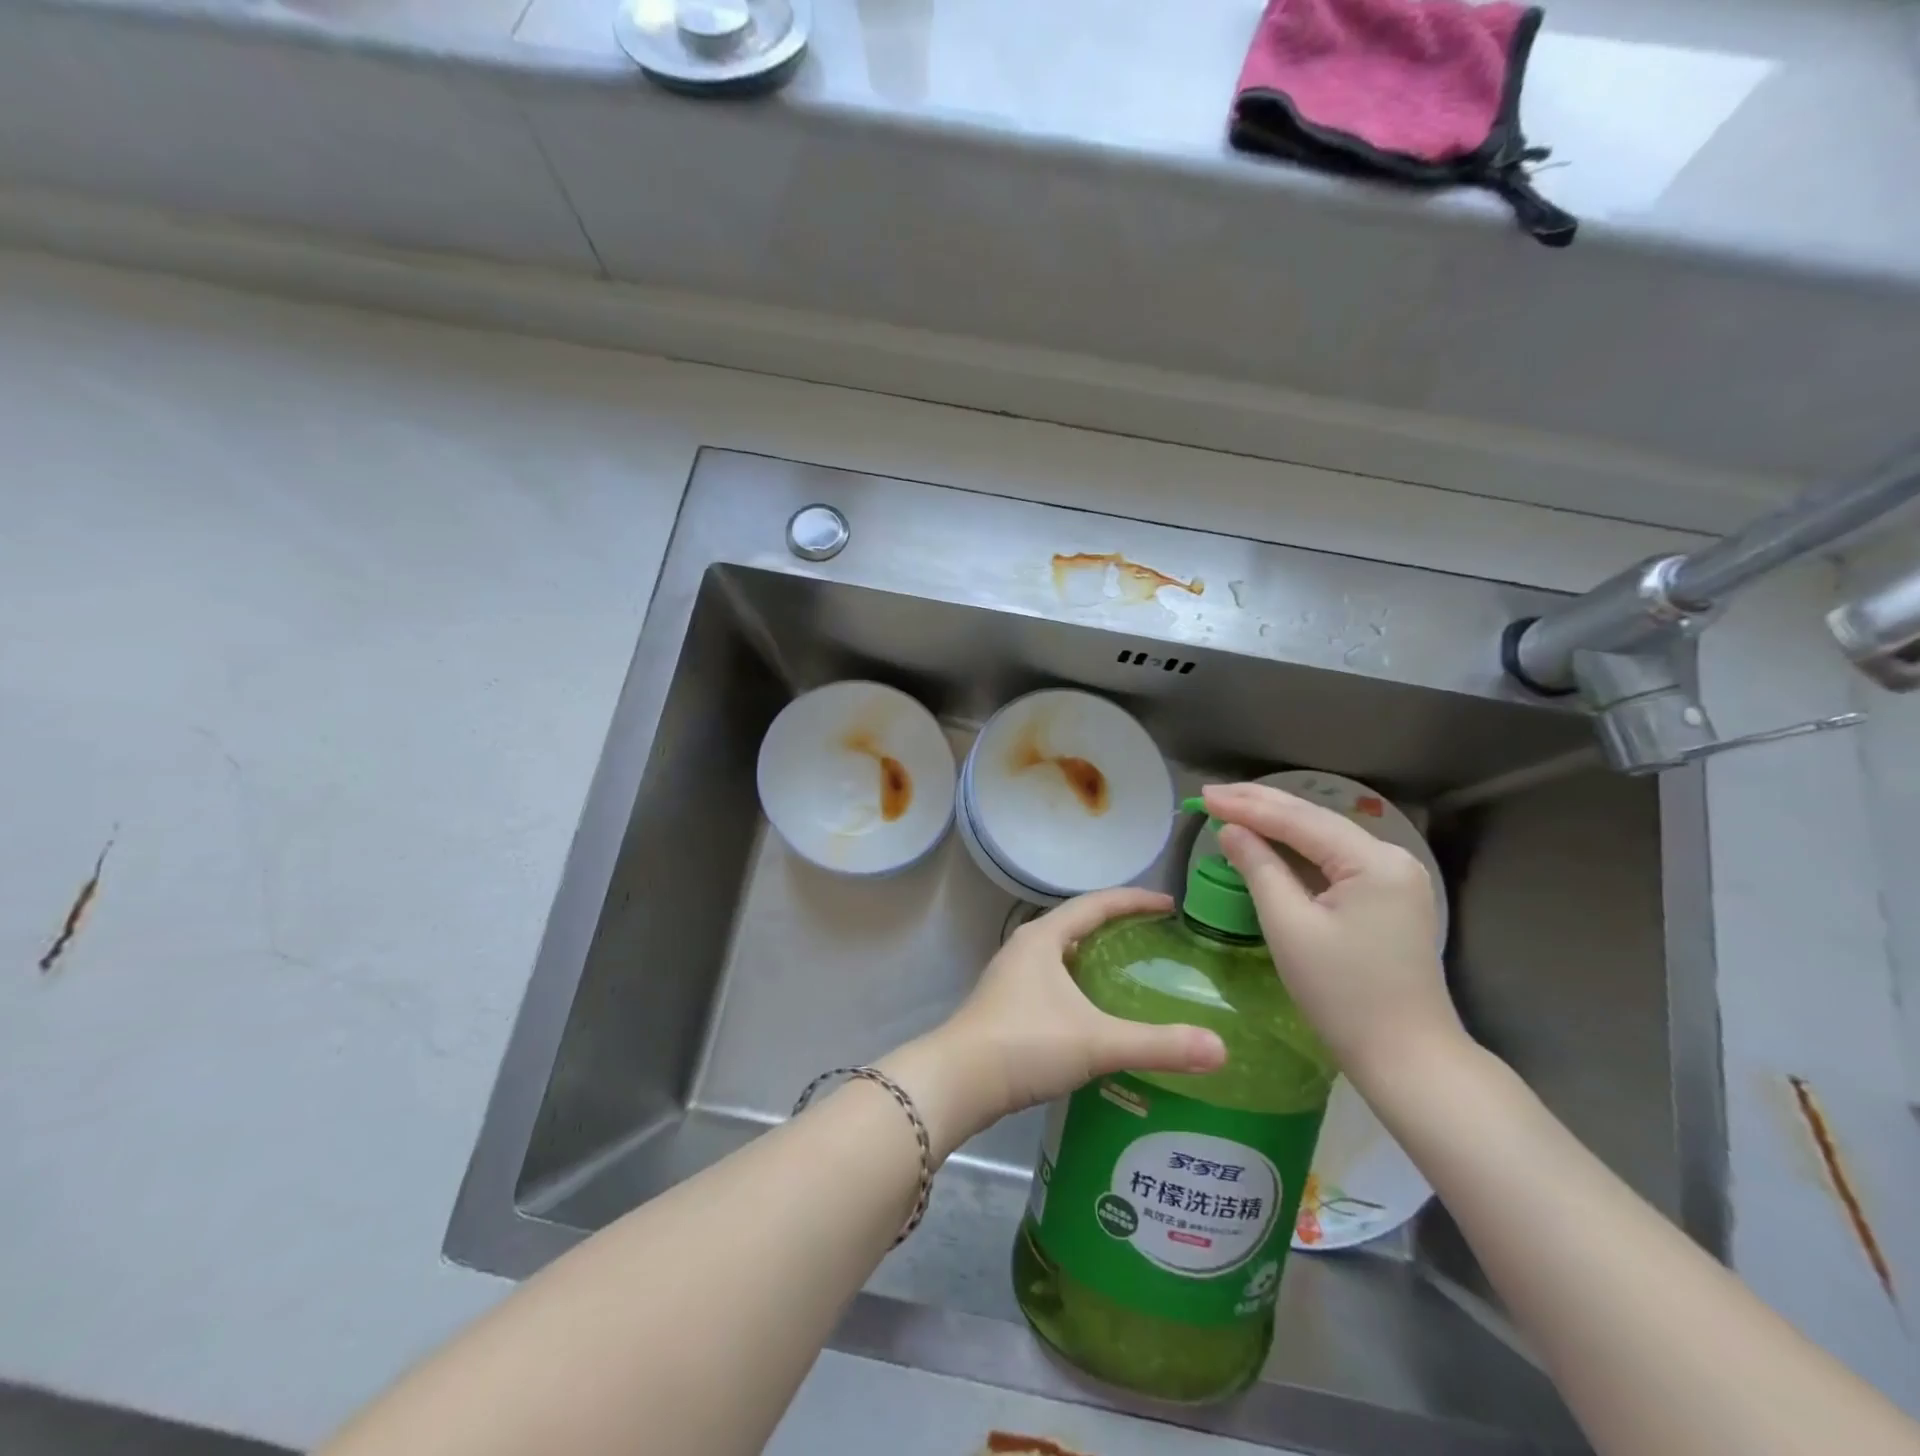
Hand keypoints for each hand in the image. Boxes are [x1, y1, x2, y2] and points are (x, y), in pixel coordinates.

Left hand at [885, 888, 1226, 1159]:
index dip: (1134, 900)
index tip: (1170, 904)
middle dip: (1116, 923)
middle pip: (1078, 923)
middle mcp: (1026, 947)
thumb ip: (1158, 1045)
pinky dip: (1080, 980)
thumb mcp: (1097, 1041)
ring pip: (1063, 952)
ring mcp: (1012, 976)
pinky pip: (1052, 978)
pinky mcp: (1006, 1004)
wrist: (957, 1082)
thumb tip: (1220, 1049)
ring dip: (1095, 953)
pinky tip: (1095, 1009)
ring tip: (1132, 967)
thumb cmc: (1025, 1044)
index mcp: (1044, 937)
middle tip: (1157, 936)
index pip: (1096, 904)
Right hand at [1202, 782, 1467, 1084]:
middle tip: (1211, 796)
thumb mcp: (1289, 926)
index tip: (1204, 797)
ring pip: (1324, 838)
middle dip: (1260, 806)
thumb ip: (1259, 868)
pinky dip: (1297, 849)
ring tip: (1231, 807)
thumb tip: (1231, 831)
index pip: (1299, 821)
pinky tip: (1269, 839)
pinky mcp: (1388, 897)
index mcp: (1373, 862)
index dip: (1247, 806)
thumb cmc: (1342, 995)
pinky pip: (1334, 860)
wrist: (1407, 1058)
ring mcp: (1394, 878)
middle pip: (1315, 821)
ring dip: (1277, 823)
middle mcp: (1391, 858)